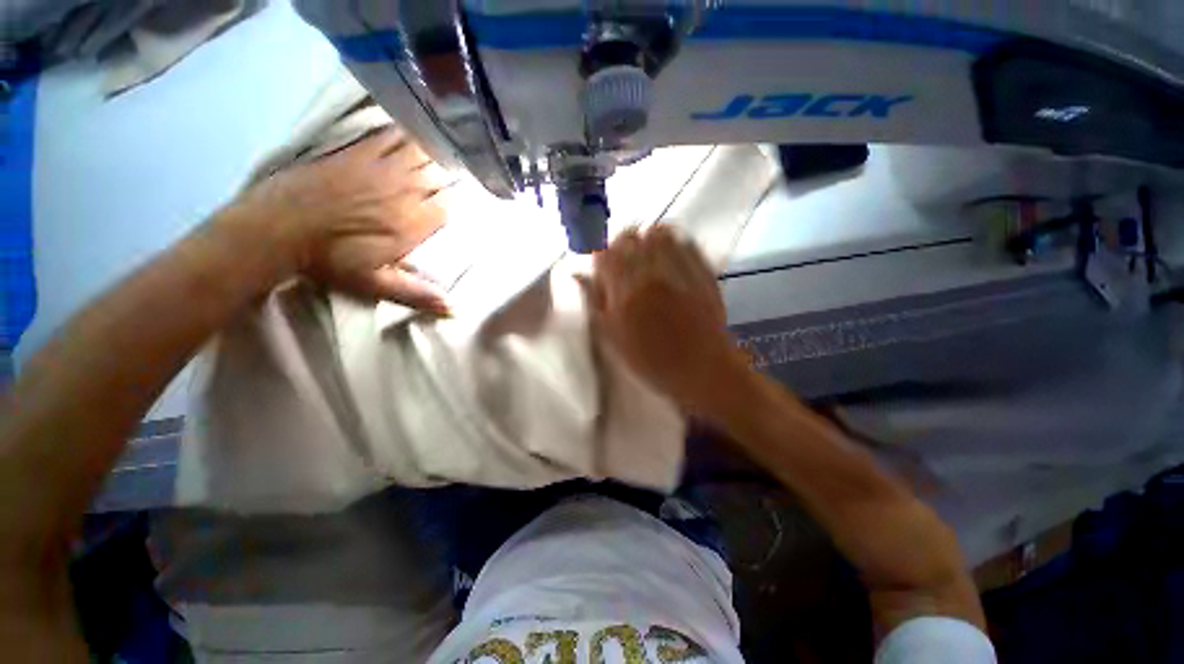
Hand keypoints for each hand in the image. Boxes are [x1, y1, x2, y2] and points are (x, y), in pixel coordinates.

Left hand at [230, 127, 452, 312]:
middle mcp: (402, 193)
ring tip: (435, 157)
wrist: (276, 229)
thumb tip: (455, 310)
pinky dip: (403, 135)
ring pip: (420, 154)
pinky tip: (409, 134)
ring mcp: (379, 169)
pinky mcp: (356, 153)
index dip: (451, 205)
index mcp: (410, 225)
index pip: (446, 207)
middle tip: (444, 181)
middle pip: (437, 178)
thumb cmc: (329, 261)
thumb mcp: (376, 284)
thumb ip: (418, 294)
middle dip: (444, 179)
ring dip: (431, 156)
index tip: (448, 206)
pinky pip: (389, 136)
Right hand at [581, 226, 745, 412]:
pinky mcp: (702, 270)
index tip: (602, 266)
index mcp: (625, 292)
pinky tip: (669, 257)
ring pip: (657, 232)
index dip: (600, 255)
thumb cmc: (651, 361)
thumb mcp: (612, 338)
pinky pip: (684, 240)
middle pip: (630, 236)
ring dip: (647, 240)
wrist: (701, 369)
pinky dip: (672, 242)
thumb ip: (594, 302)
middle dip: (621, 245)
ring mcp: (680, 269)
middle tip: (623, 263)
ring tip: (646, 257)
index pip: (605, 252)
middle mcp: (651, 273)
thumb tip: (577, 274)